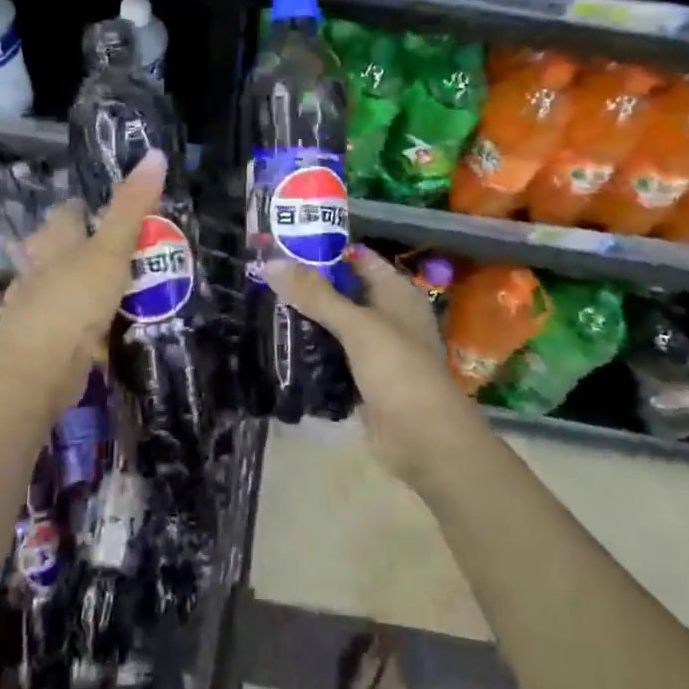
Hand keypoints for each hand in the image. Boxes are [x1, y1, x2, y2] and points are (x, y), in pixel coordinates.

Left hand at [0, 149, 166, 414]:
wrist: (39, 371)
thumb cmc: (74, 300)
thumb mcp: (112, 248)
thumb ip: (133, 206)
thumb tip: (156, 153)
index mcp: (54, 240)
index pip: (70, 211)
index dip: (91, 207)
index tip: (118, 212)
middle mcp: (39, 267)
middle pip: (63, 248)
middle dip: (88, 248)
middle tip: (129, 253)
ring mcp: (37, 305)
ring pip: (65, 285)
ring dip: (86, 286)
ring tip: (124, 290)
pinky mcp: (43, 339)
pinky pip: (68, 321)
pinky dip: (85, 322)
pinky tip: (105, 329)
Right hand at [264, 246, 480, 487]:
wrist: (425, 441)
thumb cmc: (398, 370)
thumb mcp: (357, 325)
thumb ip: (315, 294)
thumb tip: (271, 262)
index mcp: (395, 292)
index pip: (356, 257)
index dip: (323, 249)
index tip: (282, 246)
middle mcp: (387, 315)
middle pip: (342, 291)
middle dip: (307, 287)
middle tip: (264, 279)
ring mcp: (376, 349)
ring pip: (335, 325)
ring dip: (306, 320)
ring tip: (263, 308)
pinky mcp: (364, 380)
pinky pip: (332, 358)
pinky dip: (311, 353)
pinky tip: (280, 347)